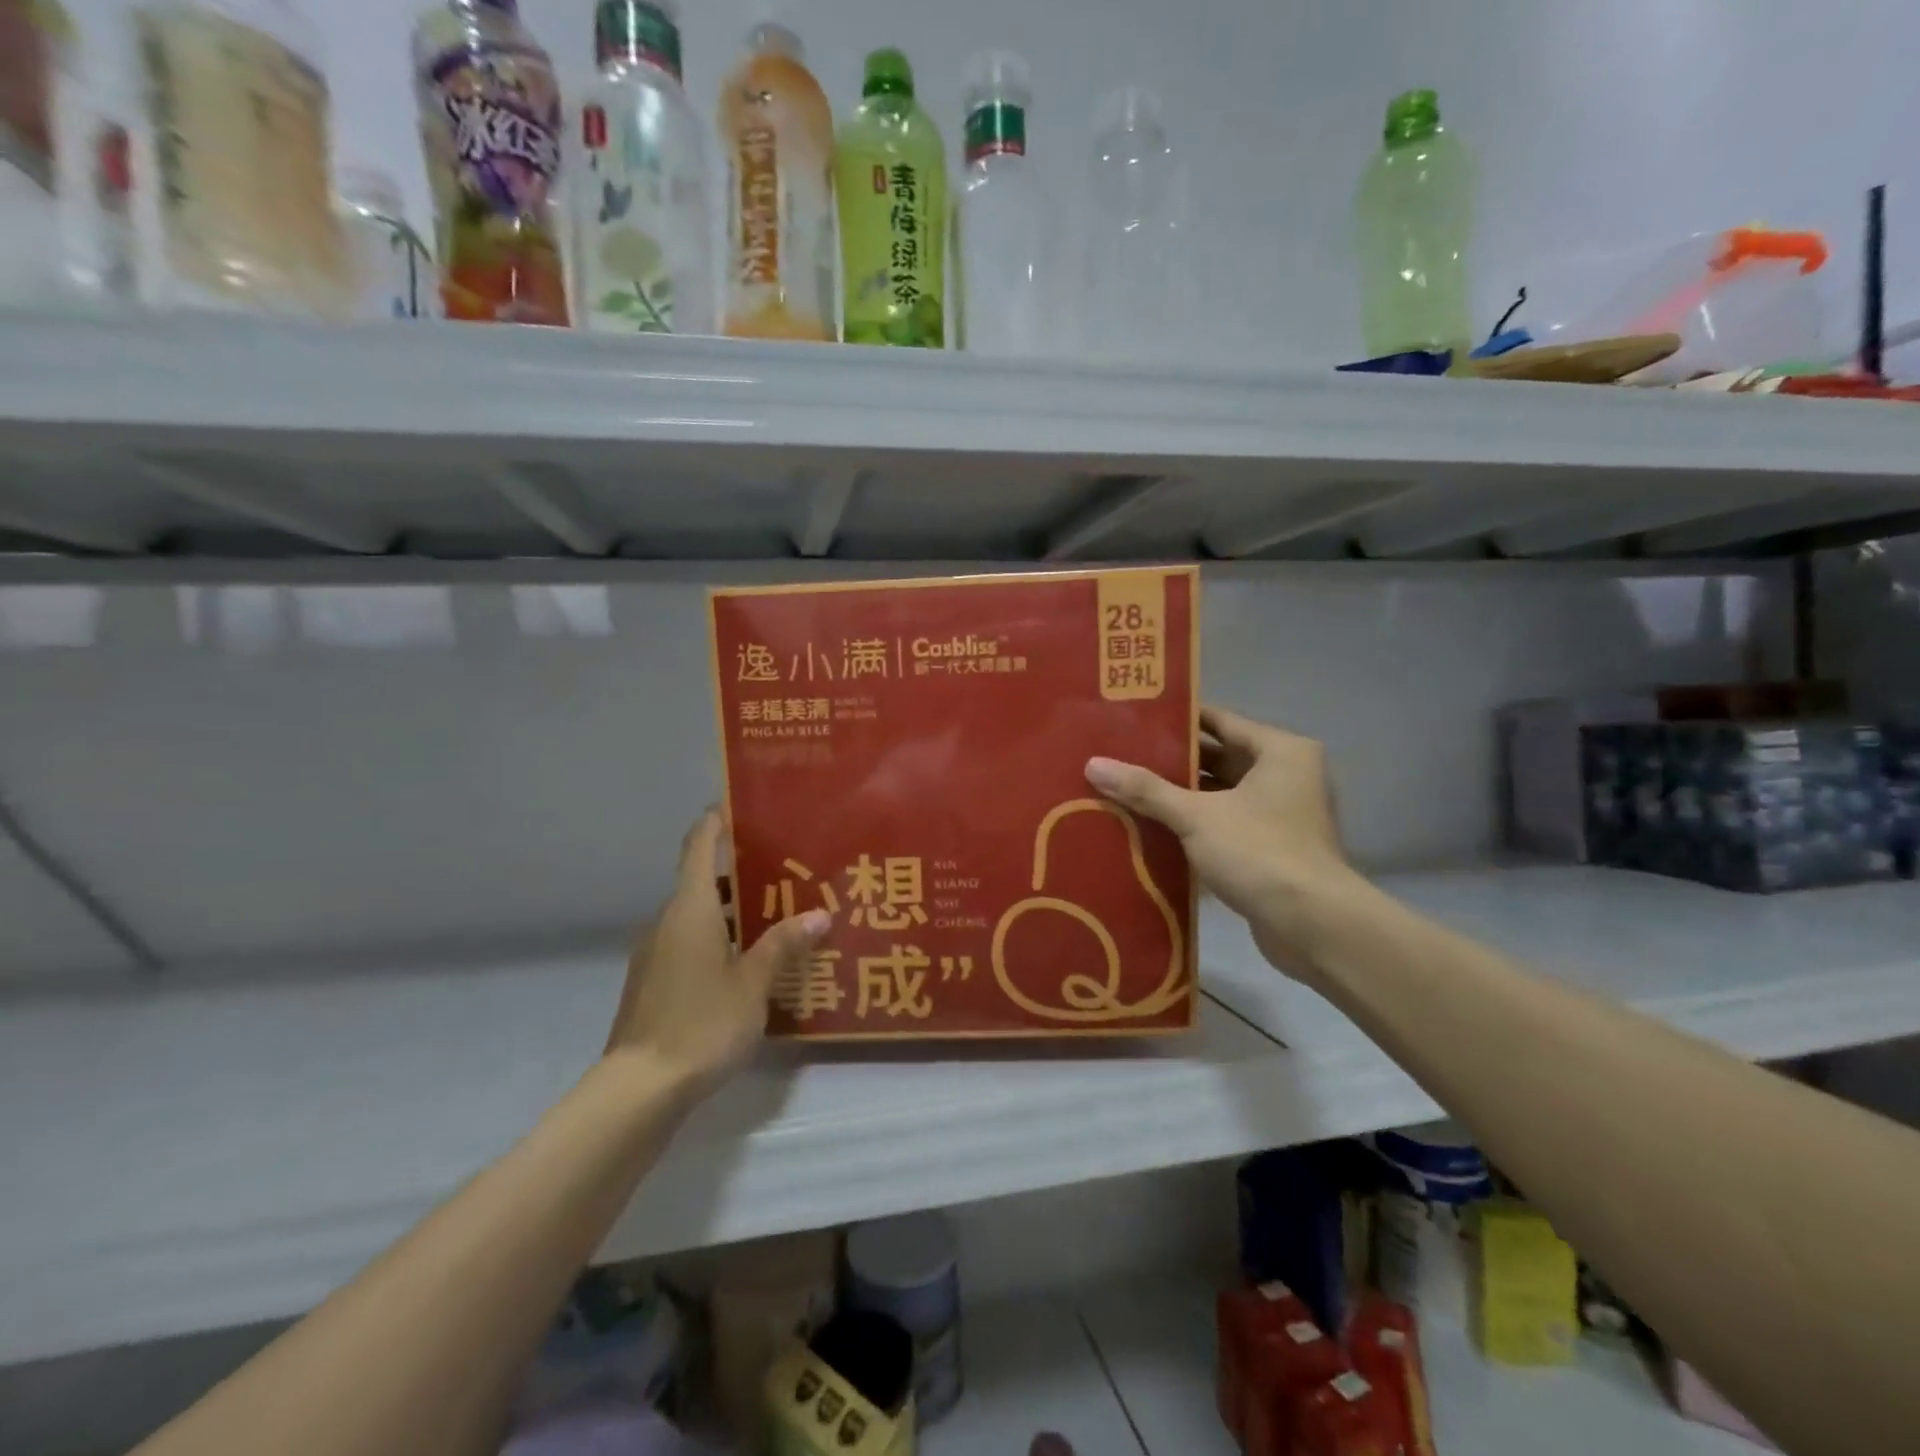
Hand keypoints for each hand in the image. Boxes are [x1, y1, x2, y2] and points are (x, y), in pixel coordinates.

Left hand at [606, 809, 830, 1084]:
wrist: (639, 1089)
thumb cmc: (702, 1022)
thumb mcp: (753, 983)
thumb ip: (784, 945)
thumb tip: (820, 913)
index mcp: (690, 910)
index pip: (698, 847)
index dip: (714, 822)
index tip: (737, 806)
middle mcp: (667, 922)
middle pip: (701, 883)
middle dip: (739, 875)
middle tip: (784, 873)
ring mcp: (655, 954)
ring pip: (697, 918)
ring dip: (731, 913)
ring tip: (775, 919)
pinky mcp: (652, 984)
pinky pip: (689, 946)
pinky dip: (717, 942)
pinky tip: (747, 965)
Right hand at [1084, 707, 1364, 980]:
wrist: (1313, 926)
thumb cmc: (1260, 852)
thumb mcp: (1196, 816)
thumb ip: (1146, 789)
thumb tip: (1093, 764)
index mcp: (1279, 751)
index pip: (1220, 720)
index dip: (1177, 719)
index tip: (1134, 717)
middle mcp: (1286, 775)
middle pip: (1219, 756)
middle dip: (1172, 760)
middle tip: (1122, 754)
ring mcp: (1282, 813)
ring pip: (1221, 793)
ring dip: (1182, 794)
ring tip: (1128, 788)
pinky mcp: (1273, 847)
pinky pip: (1226, 822)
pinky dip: (1195, 823)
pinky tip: (1152, 826)